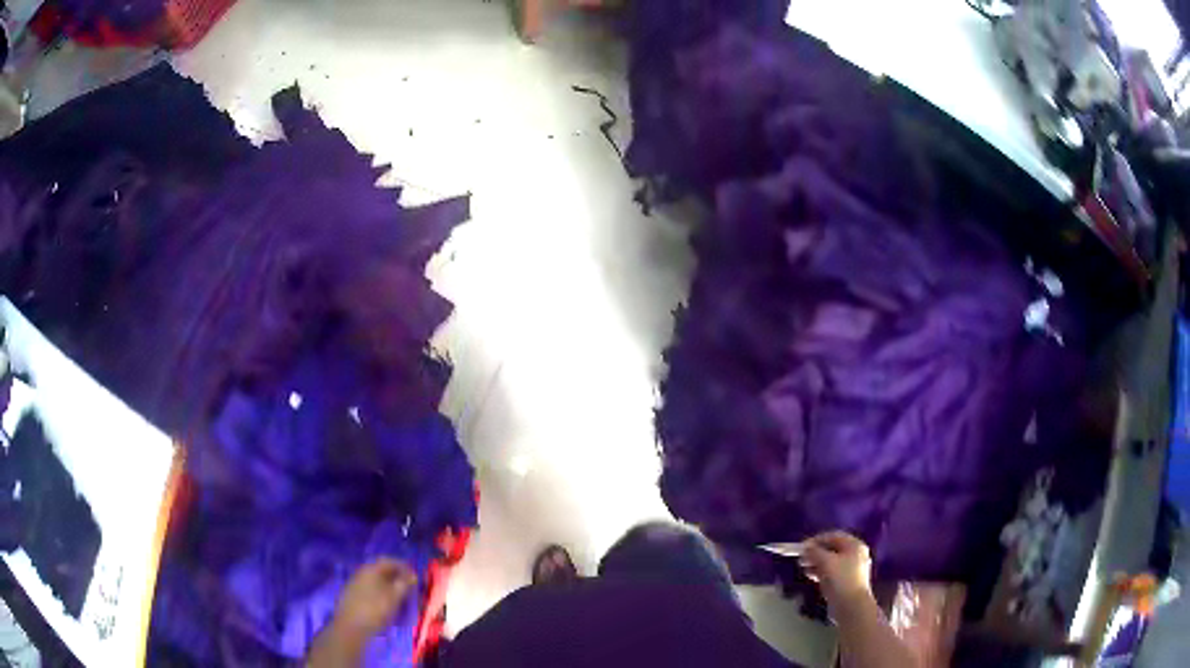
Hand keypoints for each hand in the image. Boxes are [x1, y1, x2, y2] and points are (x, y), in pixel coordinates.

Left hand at [308, 559, 417, 667]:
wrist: (351, 626)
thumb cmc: (374, 610)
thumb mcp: (393, 597)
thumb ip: (403, 584)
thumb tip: (411, 575)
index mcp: (371, 569)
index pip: (389, 561)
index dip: (403, 566)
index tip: (414, 576)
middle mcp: (361, 572)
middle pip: (381, 570)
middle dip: (395, 576)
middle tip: (408, 586)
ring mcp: (355, 583)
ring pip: (375, 580)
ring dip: (387, 585)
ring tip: (398, 596)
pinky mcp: (352, 595)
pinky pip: (369, 588)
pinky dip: (379, 592)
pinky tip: (384, 602)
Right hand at [798, 531, 872, 611]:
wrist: (851, 606)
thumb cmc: (842, 579)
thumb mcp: (827, 562)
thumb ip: (815, 552)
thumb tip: (806, 547)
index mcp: (854, 545)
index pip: (834, 536)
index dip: (817, 539)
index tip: (802, 546)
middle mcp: (854, 555)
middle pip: (832, 549)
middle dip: (815, 552)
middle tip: (801, 557)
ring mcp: (850, 569)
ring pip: (830, 561)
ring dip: (816, 563)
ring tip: (803, 567)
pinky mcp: (845, 582)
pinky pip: (831, 572)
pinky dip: (820, 572)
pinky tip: (809, 575)